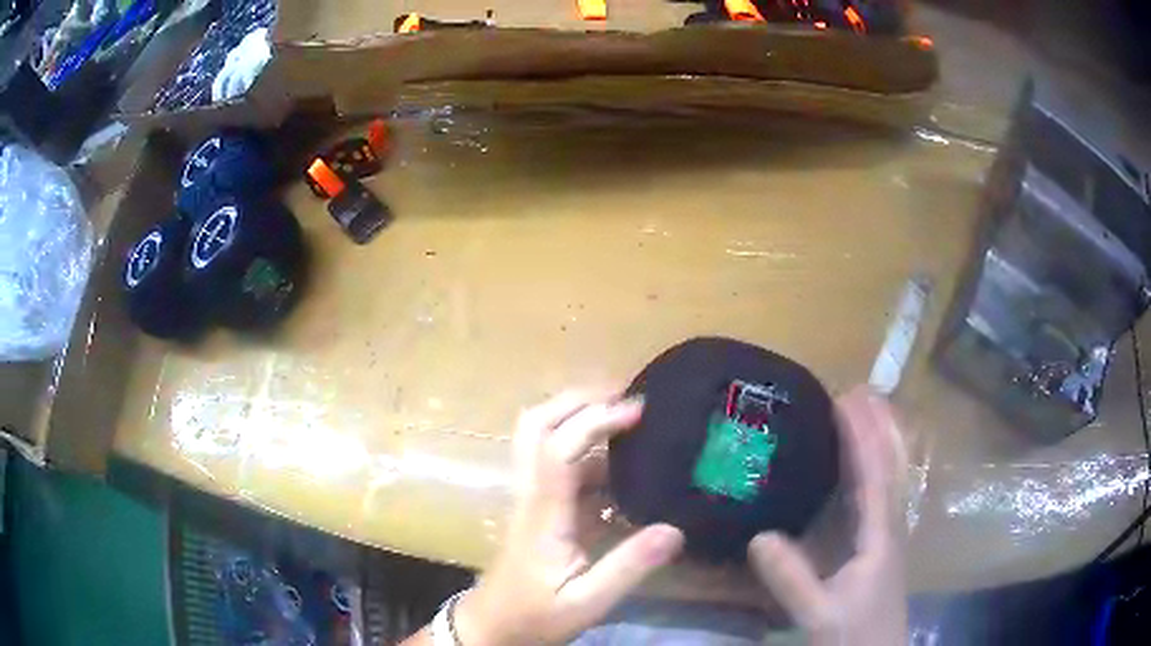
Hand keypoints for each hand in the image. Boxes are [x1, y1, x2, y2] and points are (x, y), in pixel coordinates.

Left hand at [454, 390, 685, 645]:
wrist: (494, 624)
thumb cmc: (536, 615)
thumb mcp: (587, 602)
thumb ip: (629, 567)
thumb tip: (674, 529)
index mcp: (543, 514)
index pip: (558, 448)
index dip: (595, 420)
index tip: (638, 410)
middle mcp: (531, 493)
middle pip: (535, 424)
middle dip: (578, 399)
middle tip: (626, 397)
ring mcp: (531, 497)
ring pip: (541, 436)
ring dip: (580, 416)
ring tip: (628, 417)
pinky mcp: (538, 506)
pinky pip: (559, 463)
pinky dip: (587, 448)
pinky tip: (622, 463)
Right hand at [749, 386, 908, 644]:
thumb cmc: (853, 636)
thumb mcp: (818, 613)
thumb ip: (792, 579)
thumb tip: (760, 535)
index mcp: (879, 536)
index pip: (873, 475)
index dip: (861, 435)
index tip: (845, 399)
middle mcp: (890, 527)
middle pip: (892, 465)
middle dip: (880, 426)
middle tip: (862, 390)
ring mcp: (888, 537)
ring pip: (891, 477)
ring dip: (882, 441)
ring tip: (869, 412)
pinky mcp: (880, 548)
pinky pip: (881, 495)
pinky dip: (875, 469)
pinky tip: (862, 471)